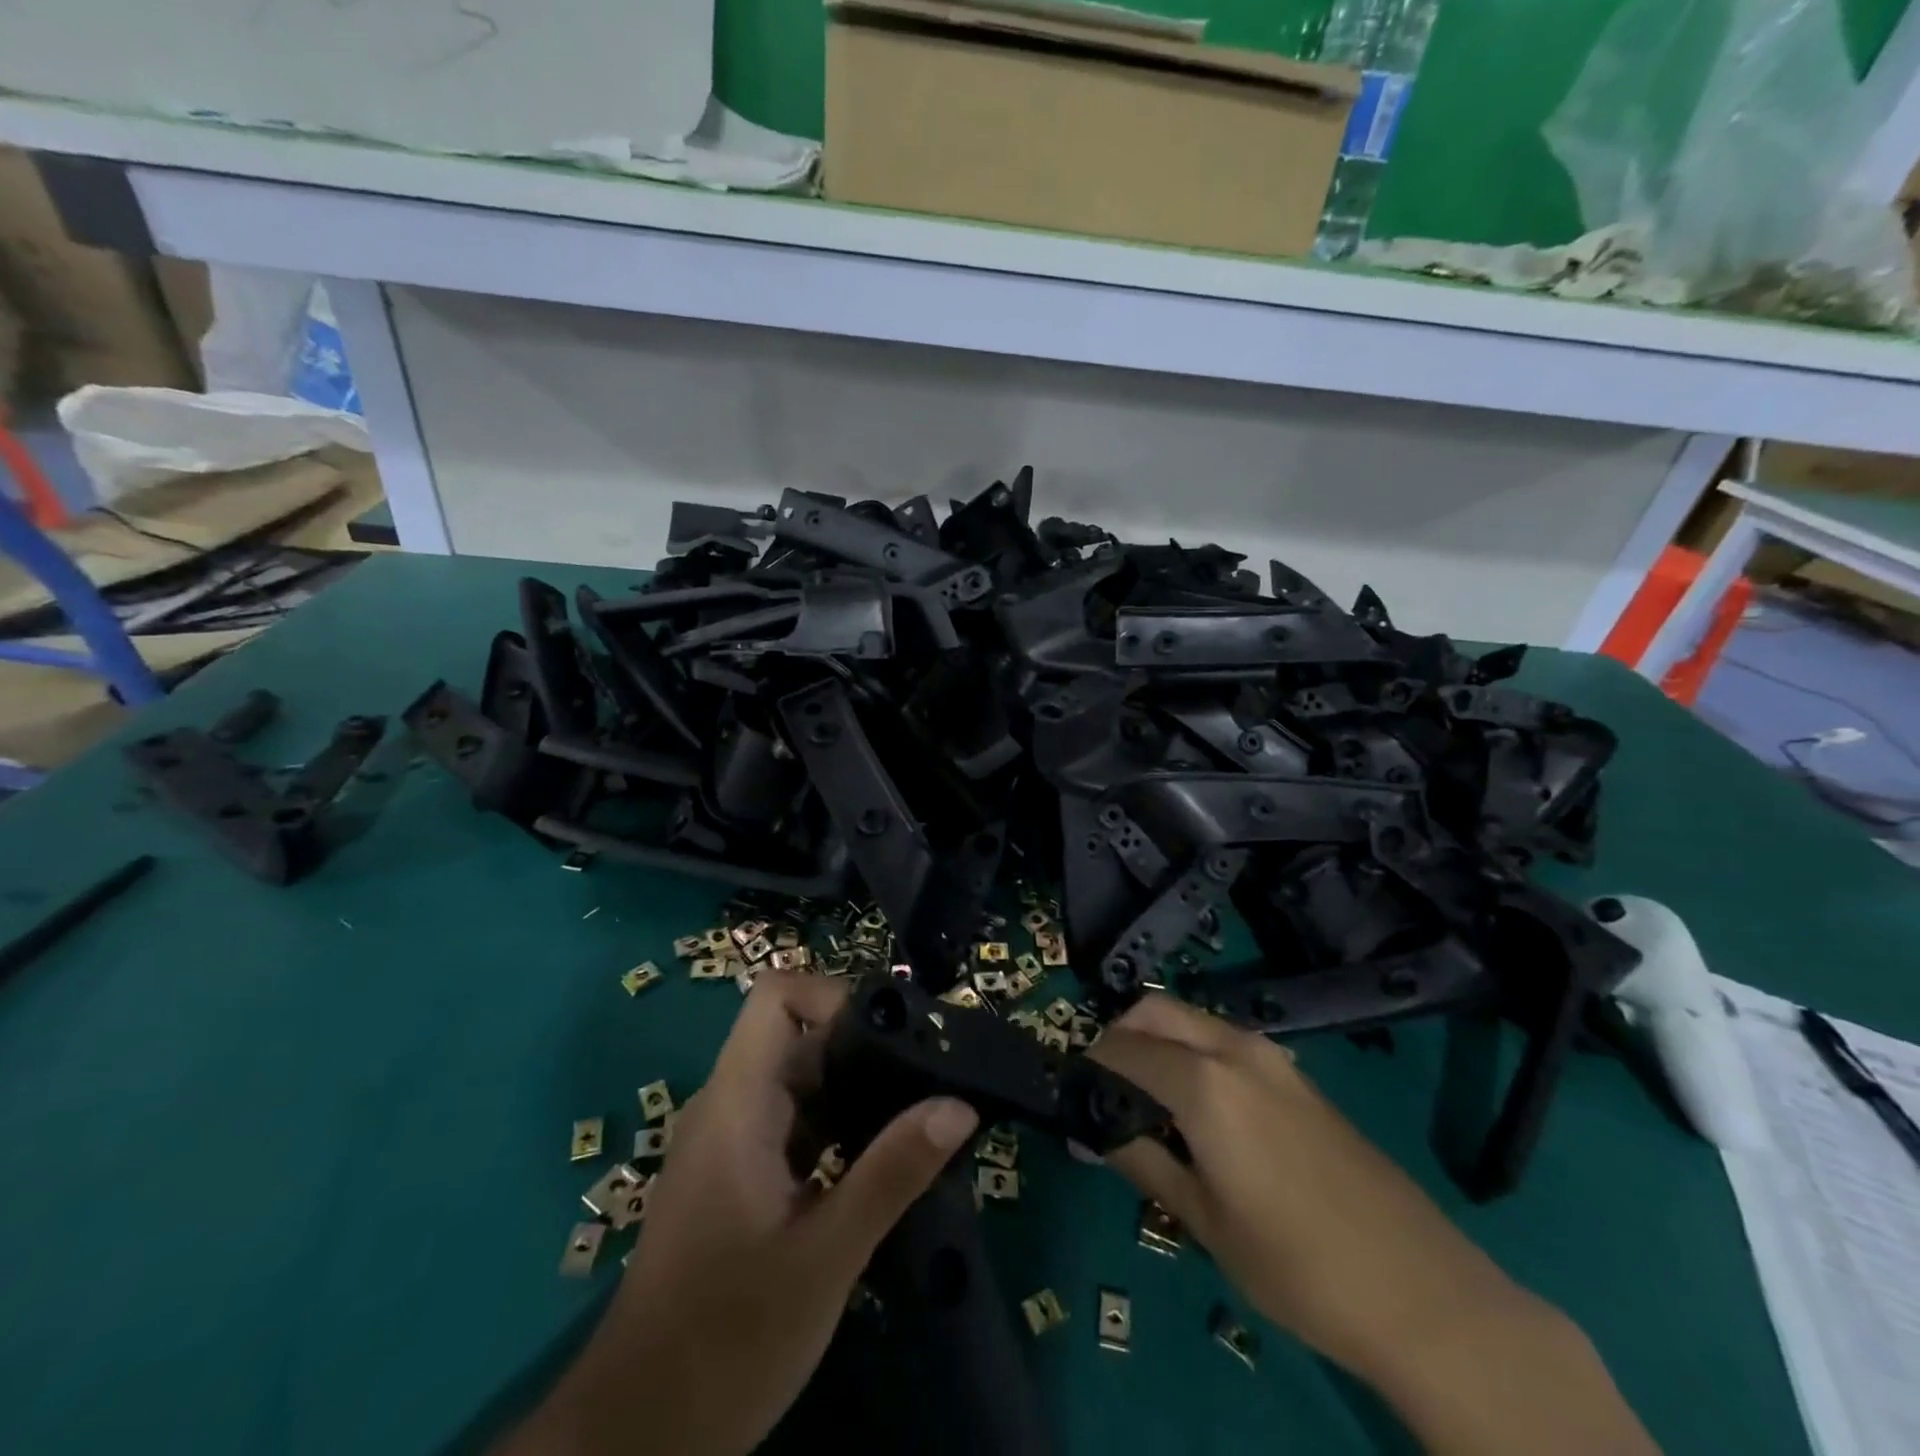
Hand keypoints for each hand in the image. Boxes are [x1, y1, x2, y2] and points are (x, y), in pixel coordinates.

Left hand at [500, 969, 978, 1455]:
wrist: (640, 1436)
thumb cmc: (726, 1340)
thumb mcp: (824, 1257)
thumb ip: (892, 1174)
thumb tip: (958, 1106)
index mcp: (737, 1103)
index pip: (777, 996)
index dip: (835, 996)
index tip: (894, 1037)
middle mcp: (730, 1106)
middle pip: (798, 1037)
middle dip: (864, 1048)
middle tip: (930, 1078)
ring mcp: (733, 1143)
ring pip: (802, 1082)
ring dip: (858, 1092)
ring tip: (920, 1116)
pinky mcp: (741, 1177)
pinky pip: (797, 1125)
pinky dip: (842, 1128)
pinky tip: (883, 1161)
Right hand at [1091, 995, 1656, 1455]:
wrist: (1424, 1293)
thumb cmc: (1298, 1266)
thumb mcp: (1202, 1220)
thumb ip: (1139, 1160)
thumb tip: (1090, 1129)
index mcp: (1203, 1081)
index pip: (1120, 1049)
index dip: (1088, 1068)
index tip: (1072, 1097)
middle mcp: (1233, 1048)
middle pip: (1153, 1010)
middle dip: (1118, 1036)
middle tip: (1105, 1092)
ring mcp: (1271, 1055)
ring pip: (1190, 1019)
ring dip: (1156, 1041)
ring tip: (1148, 1104)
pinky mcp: (1295, 1074)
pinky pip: (1223, 1040)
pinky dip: (1191, 1052)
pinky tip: (1198, 1110)